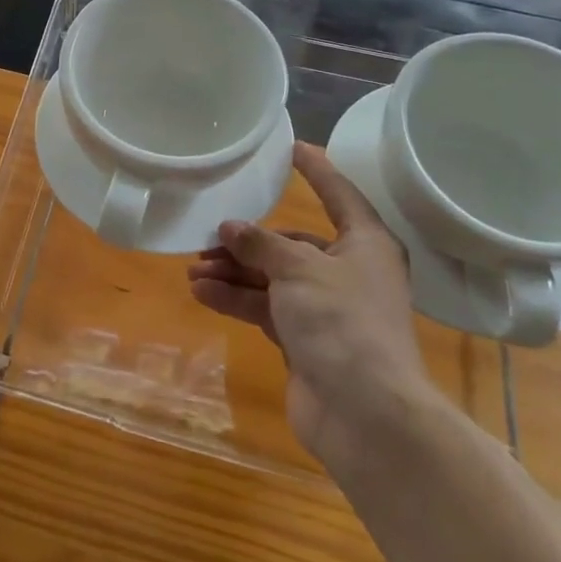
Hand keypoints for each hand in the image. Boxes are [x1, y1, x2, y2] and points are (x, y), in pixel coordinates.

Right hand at [188, 143, 428, 470]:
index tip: (291, 147)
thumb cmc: (342, 322)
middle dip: (249, 241)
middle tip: (208, 237)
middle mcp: (348, 271)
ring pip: (273, 278)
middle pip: (292, 243)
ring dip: (235, 272)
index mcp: (365, 244)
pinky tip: (203, 294)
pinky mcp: (306, 340)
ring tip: (193, 269)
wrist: (366, 414)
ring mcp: (327, 309)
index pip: (339, 193)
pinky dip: (237, 299)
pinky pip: (266, 308)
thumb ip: (261, 243)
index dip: (316, 169)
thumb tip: (230, 227)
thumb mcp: (299, 269)